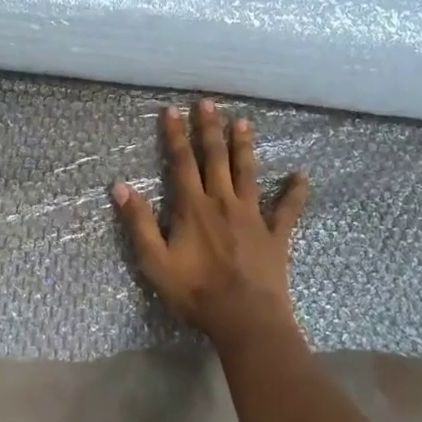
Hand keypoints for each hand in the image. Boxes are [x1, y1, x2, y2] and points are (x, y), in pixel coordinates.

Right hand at [112, 99, 308, 346]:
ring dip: (244, 146)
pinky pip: (287, 209)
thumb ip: (138, 223)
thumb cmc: (195, 293)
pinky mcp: (275, 234)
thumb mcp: (154, 261)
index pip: (182, 162)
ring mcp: (252, 216)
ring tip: (243, 122)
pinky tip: (301, 175)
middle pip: (215, 158)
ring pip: (248, 172)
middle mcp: (223, 202)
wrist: (244, 319)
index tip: (172, 110)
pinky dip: (295, 192)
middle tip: (208, 102)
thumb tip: (120, 186)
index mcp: (193, 207)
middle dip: (210, 129)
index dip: (176, 136)